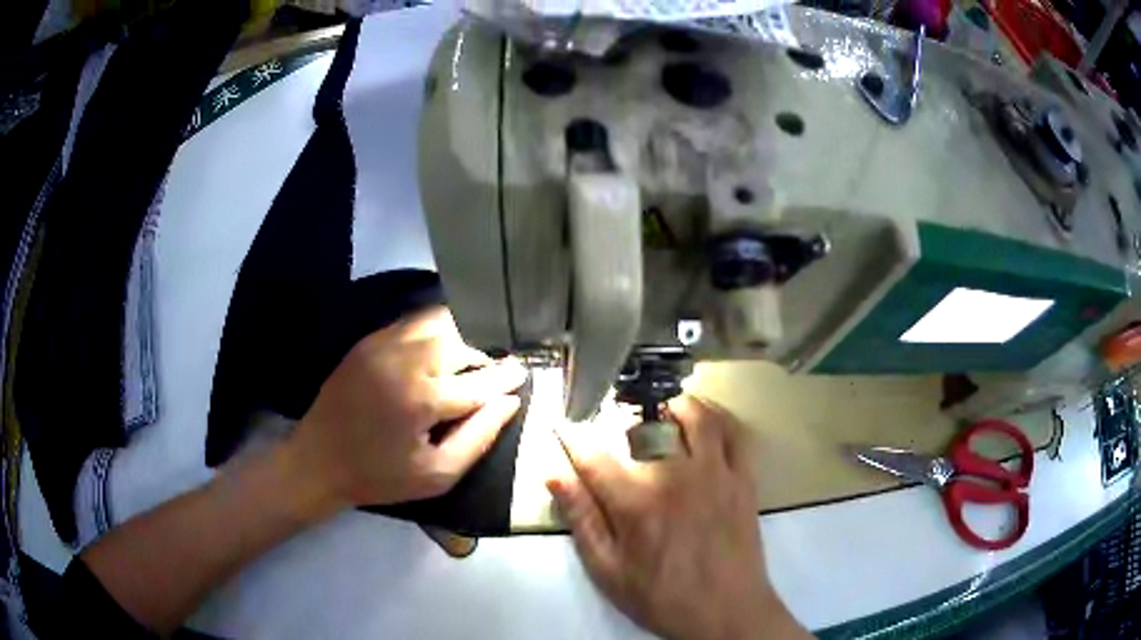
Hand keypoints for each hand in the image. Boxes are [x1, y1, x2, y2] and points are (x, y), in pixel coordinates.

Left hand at [289, 306, 527, 508]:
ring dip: (460, 337)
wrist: (318, 461)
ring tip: (467, 359)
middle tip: (491, 374)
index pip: (479, 381)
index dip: (505, 378)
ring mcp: (382, 345)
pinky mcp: (367, 341)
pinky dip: (433, 330)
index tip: (523, 372)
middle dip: (482, 357)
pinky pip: (411, 323)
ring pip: (437, 322)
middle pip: (460, 342)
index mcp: (422, 400)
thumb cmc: (380, 477)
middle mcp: (404, 361)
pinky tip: (438, 349)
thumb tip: (509, 403)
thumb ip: (478, 437)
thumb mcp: (437, 474)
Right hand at [548, 396, 808, 639]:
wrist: (726, 610)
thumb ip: (581, 519)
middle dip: (622, 421)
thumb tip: (553, 475)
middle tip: (613, 429)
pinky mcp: (743, 478)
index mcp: (636, 502)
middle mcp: (675, 476)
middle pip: (644, 427)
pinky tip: (706, 419)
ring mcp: (715, 473)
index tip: (560, 425)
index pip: (593, 456)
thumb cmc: (661, 596)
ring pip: (694, 417)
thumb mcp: (607, 570)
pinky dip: (719, 416)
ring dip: (673, 406)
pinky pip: (734, 432)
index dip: (571, 437)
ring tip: (660, 411)